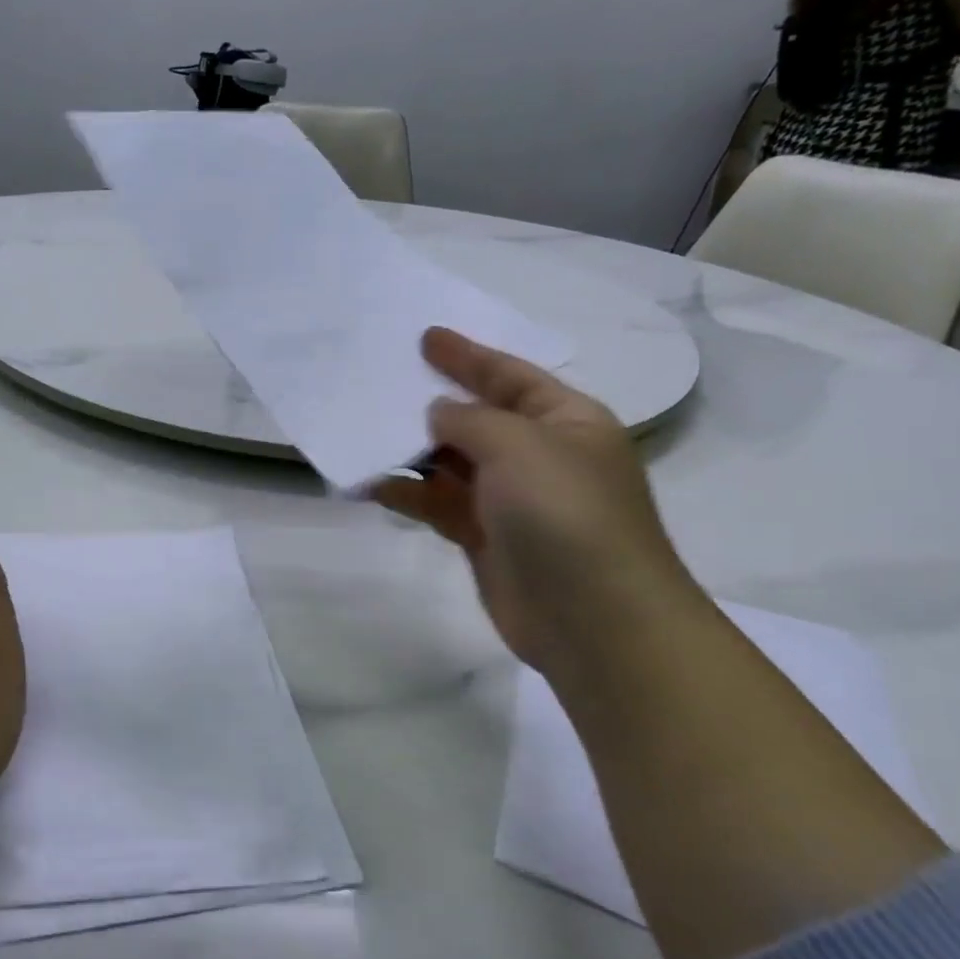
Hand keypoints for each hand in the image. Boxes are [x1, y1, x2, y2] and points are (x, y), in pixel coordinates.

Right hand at [374, 328, 694, 676]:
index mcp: (566, 421)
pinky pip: (438, 503)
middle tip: (383, 381)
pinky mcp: (485, 538)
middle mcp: (540, 455)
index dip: (468, 356)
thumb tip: (438, 415)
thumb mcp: (519, 444)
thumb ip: (470, 419)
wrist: (595, 621)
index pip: (510, 376)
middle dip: (433, 401)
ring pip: (452, 462)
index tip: (425, 337)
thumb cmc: (565, 514)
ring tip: (364, 430)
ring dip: (413, 449)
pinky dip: (408, 491)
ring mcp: (511, 500)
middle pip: (477, 417)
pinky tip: (372, 482)